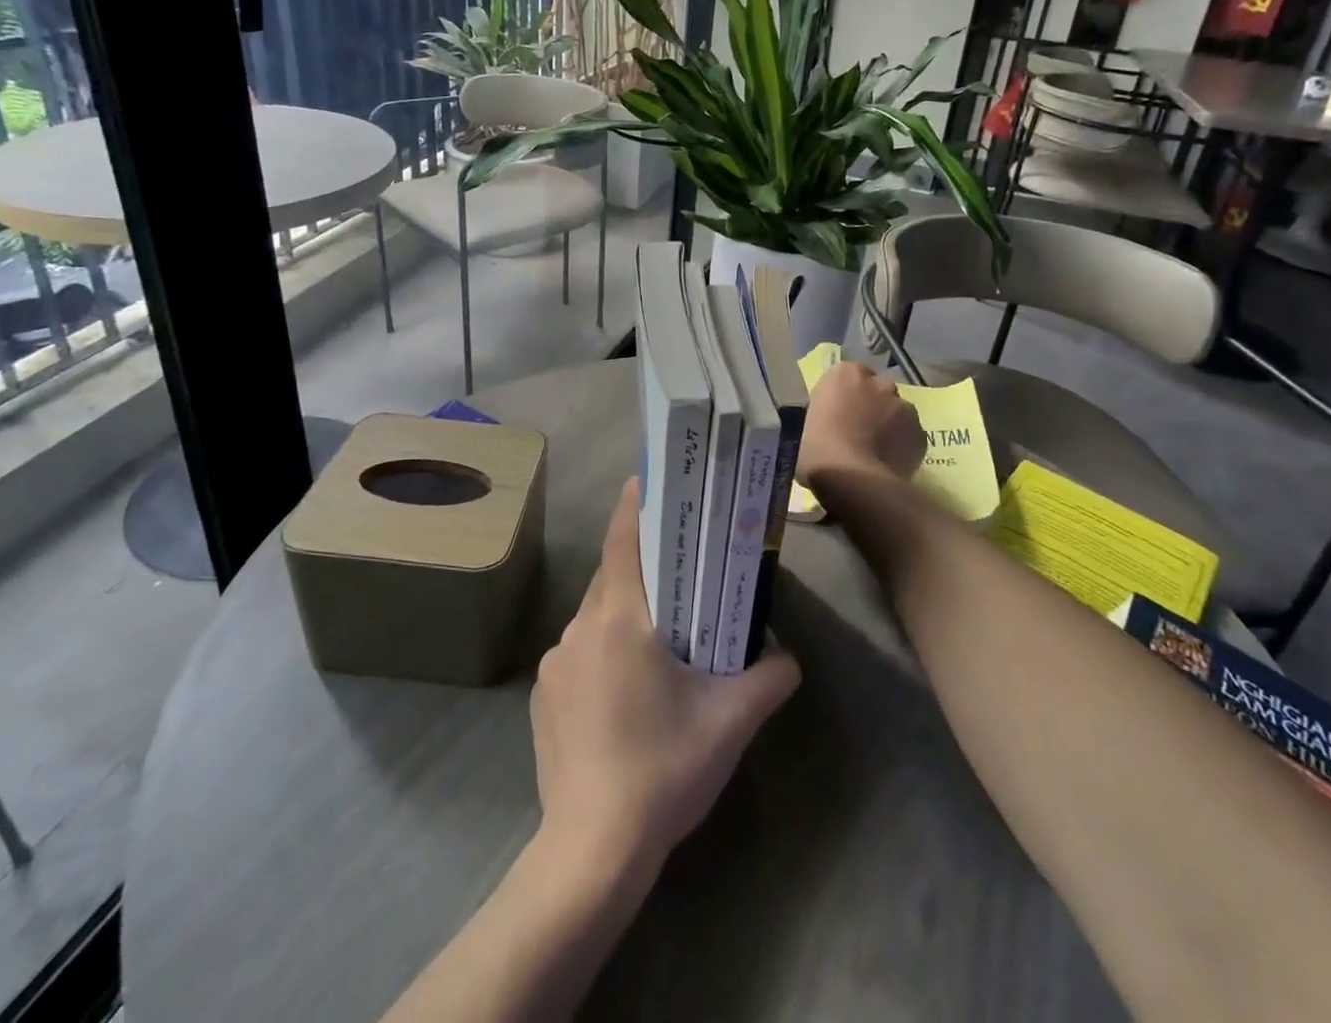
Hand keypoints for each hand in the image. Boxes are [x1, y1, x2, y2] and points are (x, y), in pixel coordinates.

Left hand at [530, 479, 800, 878]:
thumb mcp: (730, 723)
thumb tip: (787, 654)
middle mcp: (580, 629)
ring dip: (624, 614)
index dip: (634, 505)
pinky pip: (579, 653)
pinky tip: (626, 693)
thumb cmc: (663, 771)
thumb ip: (768, 677)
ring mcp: (555, 663)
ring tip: (659, 639)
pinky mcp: (543, 696)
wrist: (590, 851)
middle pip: (612, 577)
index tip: (646, 479)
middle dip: (642, 566)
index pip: (623, 541)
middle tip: (678, 567)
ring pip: (595, 617)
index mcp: (620, 620)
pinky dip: (604, 651)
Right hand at [796, 359, 925, 487]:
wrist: (853, 480)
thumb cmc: (818, 451)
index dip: (844, 395)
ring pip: (897, 411)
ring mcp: (904, 407)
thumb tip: (834, 424)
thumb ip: (826, 415)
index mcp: (844, 374)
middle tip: (858, 431)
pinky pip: (910, 436)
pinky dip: (903, 445)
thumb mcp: (808, 425)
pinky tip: (890, 464)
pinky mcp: (921, 433)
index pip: (847, 375)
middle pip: (877, 389)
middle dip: (871, 405)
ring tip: (876, 451)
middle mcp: (878, 382)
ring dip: (889, 423)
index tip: (838, 413)